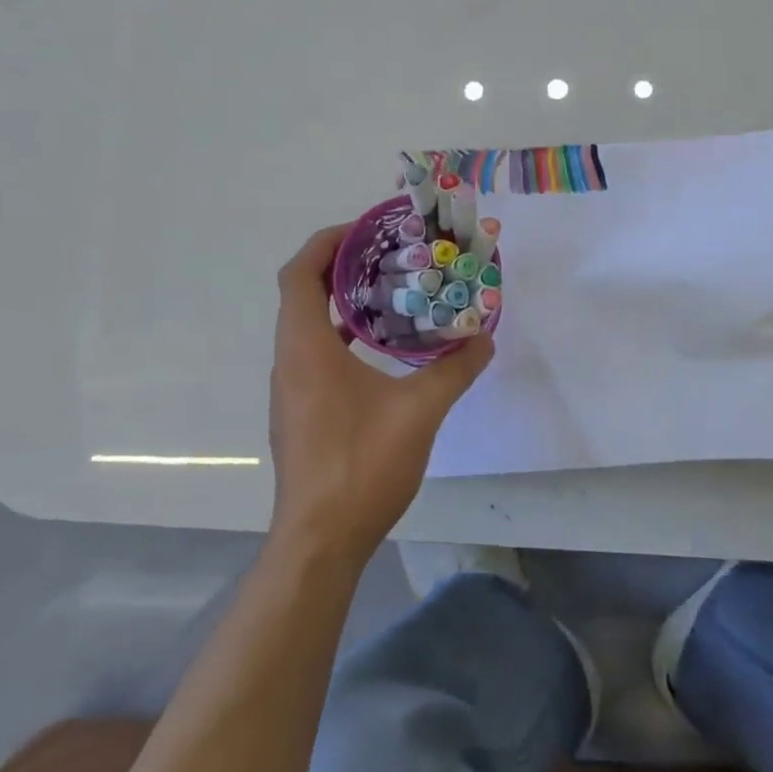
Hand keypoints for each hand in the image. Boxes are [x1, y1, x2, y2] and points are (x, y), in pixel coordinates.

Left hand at [267, 224, 493, 564]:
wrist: (320, 541)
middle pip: (301, 294)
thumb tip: (483, 340)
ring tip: (388, 293)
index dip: (326, 243)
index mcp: (306, 348)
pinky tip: (378, 350)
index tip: (365, 230)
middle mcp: (289, 361)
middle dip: (340, 267)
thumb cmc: (361, 466)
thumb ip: (454, 371)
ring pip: (306, 326)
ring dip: (339, 302)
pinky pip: (312, 354)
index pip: (299, 274)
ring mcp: (290, 390)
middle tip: (387, 256)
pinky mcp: (299, 413)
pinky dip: (339, 336)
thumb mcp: (419, 412)